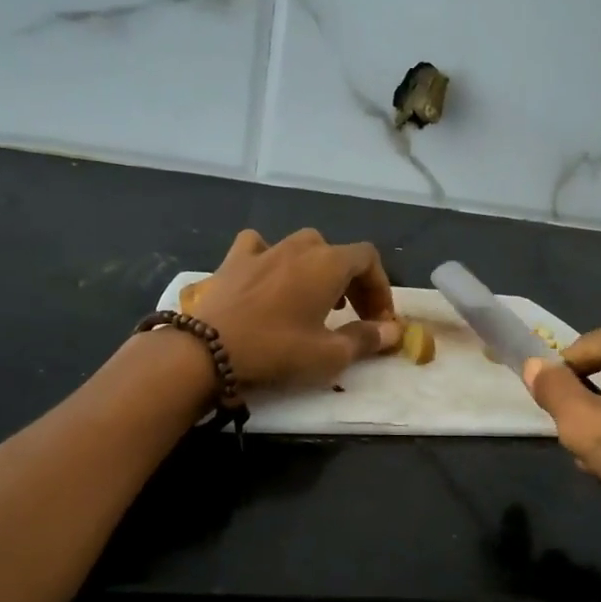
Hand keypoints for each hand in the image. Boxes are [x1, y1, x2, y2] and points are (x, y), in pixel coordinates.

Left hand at [184, 228, 401, 388]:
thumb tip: (393, 332)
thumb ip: (366, 339)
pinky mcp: (234, 260)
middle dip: (353, 282)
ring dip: (317, 269)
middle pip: (338, 253)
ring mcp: (264, 249)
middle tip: (354, 315)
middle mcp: (299, 246)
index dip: (380, 287)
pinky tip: (269, 276)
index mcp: (328, 263)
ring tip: (316, 299)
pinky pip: (260, 246)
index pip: (368, 259)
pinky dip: (272, 258)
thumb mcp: (329, 355)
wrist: (207, 349)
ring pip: (302, 246)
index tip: (379, 319)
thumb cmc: (276, 350)